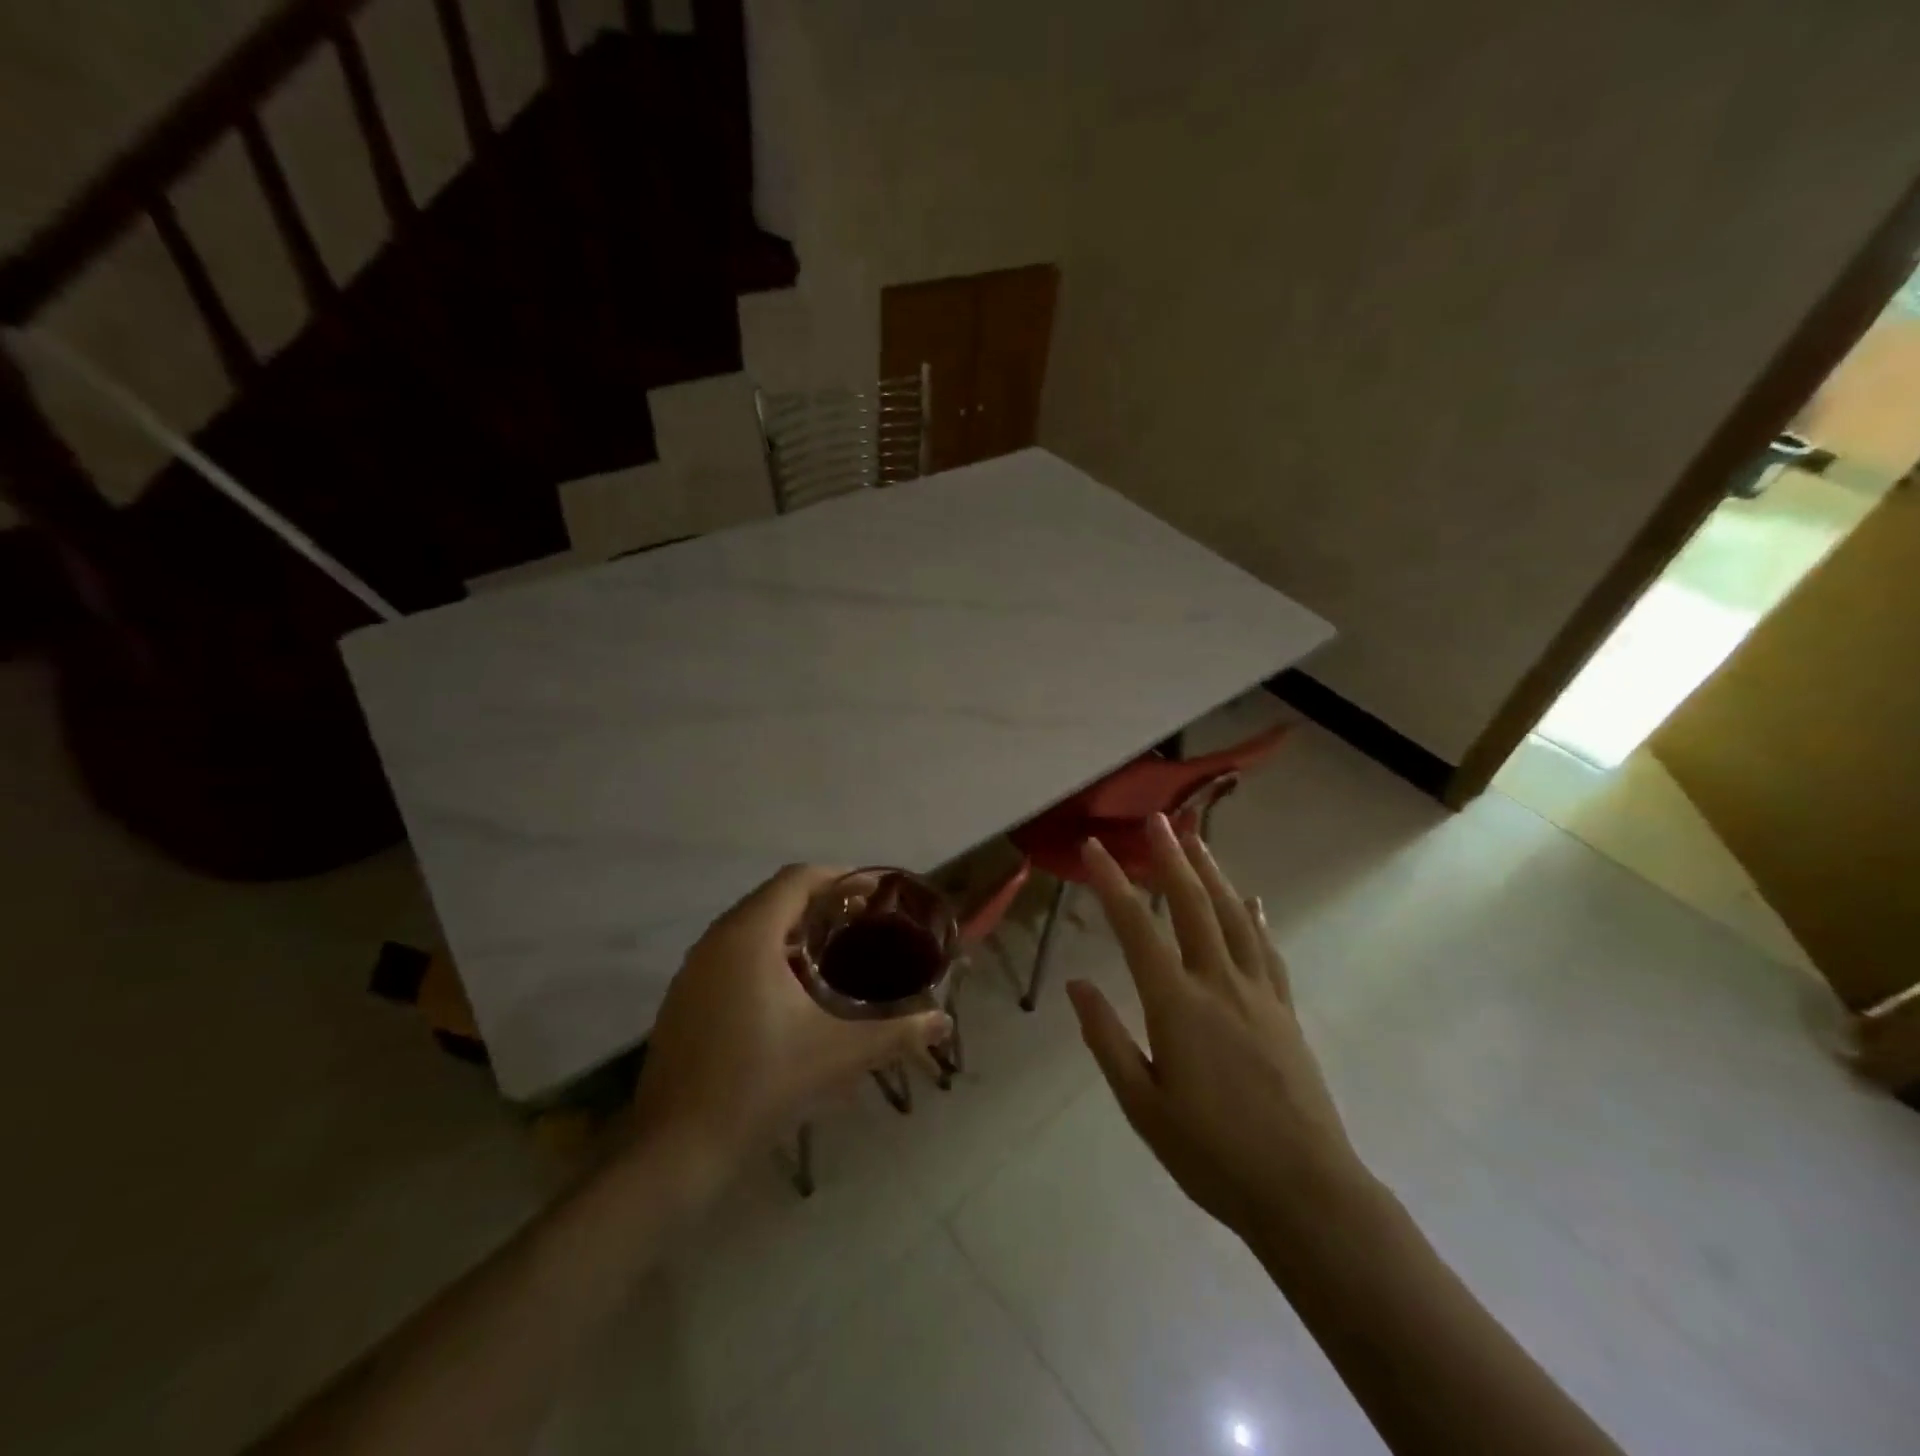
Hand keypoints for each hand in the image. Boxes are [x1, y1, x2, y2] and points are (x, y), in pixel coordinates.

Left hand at [628, 865, 951, 1171]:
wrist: (676, 1148)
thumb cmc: (761, 1084)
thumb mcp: (839, 1055)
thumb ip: (897, 1033)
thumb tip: (944, 1022)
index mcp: (750, 936)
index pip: (797, 879)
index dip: (839, 878)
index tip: (874, 895)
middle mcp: (717, 940)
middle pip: (775, 898)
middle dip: (820, 904)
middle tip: (863, 924)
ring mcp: (694, 969)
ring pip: (750, 926)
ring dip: (792, 929)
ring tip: (834, 953)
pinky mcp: (684, 997)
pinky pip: (731, 953)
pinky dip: (765, 954)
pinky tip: (791, 991)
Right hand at [1066, 816, 1369, 1241]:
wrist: (1305, 1192)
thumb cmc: (1211, 1154)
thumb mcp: (1142, 1105)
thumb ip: (1106, 1039)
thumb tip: (1077, 985)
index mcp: (1176, 1006)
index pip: (1136, 930)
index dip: (1112, 883)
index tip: (1093, 848)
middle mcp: (1218, 985)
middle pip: (1192, 906)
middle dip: (1170, 858)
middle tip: (1156, 819)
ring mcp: (1258, 994)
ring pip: (1234, 917)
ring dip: (1213, 874)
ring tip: (1197, 840)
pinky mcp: (1284, 1011)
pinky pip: (1267, 949)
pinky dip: (1256, 917)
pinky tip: (1252, 900)